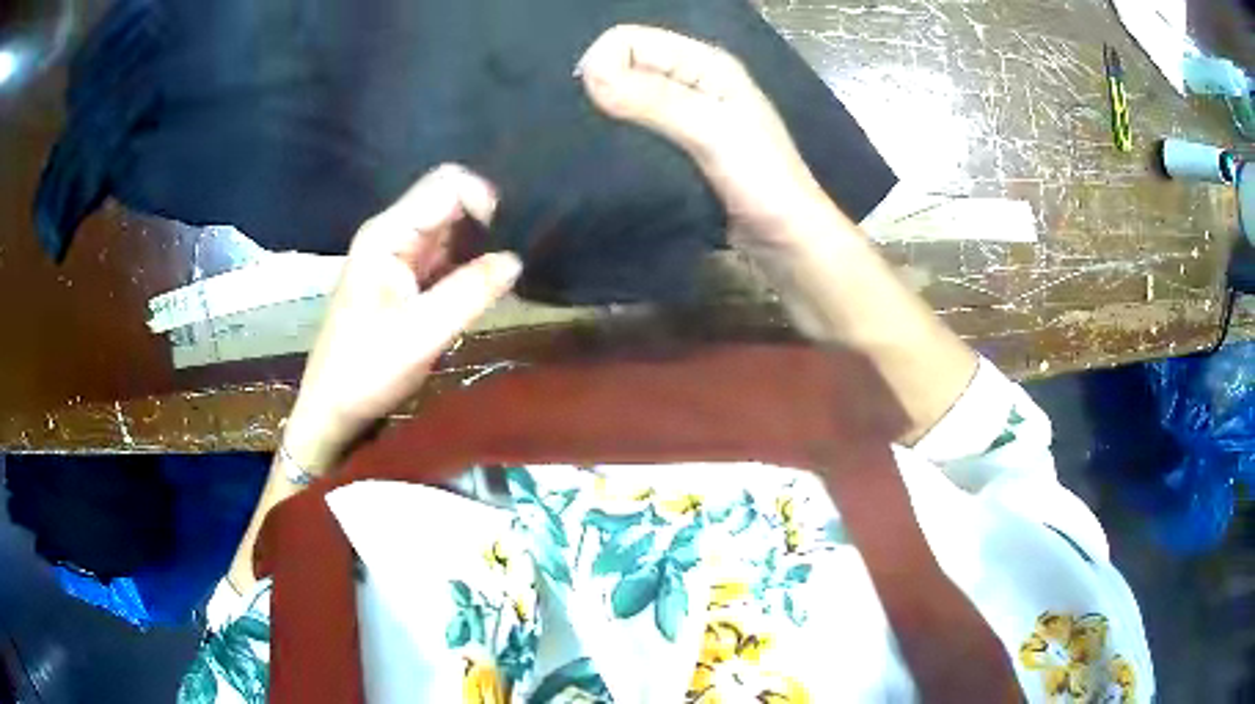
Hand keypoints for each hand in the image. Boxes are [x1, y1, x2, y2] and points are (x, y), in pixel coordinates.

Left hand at [283, 165, 522, 472]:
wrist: (333, 407)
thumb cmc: (368, 370)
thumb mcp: (423, 334)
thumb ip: (470, 291)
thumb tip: (516, 258)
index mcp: (388, 234)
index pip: (447, 184)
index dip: (483, 199)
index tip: (506, 238)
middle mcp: (392, 233)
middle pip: (449, 197)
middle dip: (485, 217)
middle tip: (513, 253)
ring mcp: (397, 254)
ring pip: (450, 224)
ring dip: (480, 240)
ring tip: (505, 269)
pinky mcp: (404, 276)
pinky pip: (444, 252)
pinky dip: (468, 260)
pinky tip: (485, 281)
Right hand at [576, 25, 843, 254]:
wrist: (786, 241)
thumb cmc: (761, 182)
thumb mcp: (712, 133)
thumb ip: (655, 101)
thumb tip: (589, 73)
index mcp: (704, 63)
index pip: (630, 40)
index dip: (603, 64)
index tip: (592, 106)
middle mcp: (691, 81)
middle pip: (624, 66)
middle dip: (600, 90)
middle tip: (588, 131)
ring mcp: (684, 115)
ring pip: (626, 99)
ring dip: (605, 118)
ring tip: (592, 146)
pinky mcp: (676, 147)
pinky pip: (634, 130)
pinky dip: (617, 141)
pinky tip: (608, 159)